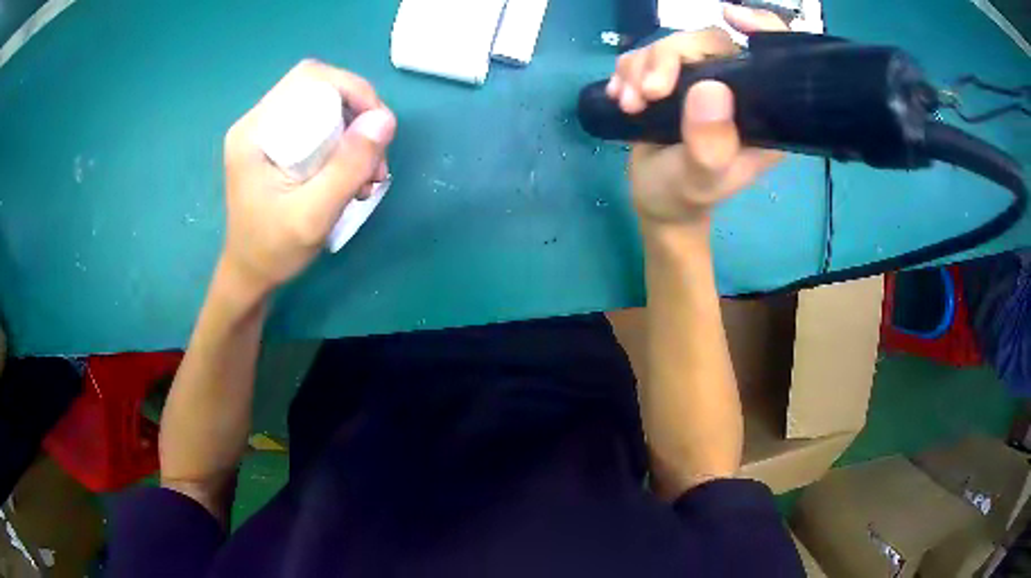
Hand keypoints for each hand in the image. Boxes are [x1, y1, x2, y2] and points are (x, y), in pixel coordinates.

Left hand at [220, 60, 396, 296]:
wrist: (251, 277)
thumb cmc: (273, 250)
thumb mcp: (312, 214)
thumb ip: (347, 167)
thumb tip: (386, 119)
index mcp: (254, 131)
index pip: (309, 79)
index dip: (351, 89)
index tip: (378, 126)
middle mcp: (258, 123)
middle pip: (320, 90)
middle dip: (358, 116)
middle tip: (375, 160)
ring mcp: (267, 134)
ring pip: (325, 109)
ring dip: (356, 135)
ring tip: (369, 177)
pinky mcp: (277, 148)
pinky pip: (320, 128)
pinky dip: (345, 147)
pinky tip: (354, 178)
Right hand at [607, 5, 786, 228]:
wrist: (657, 199)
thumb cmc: (685, 195)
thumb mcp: (701, 179)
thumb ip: (710, 144)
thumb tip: (711, 89)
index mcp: (761, 112)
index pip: (771, 58)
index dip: (761, 28)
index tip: (732, 18)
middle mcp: (738, 89)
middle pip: (708, 41)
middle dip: (668, 59)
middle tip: (647, 94)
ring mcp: (703, 80)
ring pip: (672, 43)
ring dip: (640, 68)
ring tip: (630, 105)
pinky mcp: (673, 78)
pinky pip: (647, 53)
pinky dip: (628, 71)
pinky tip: (622, 97)